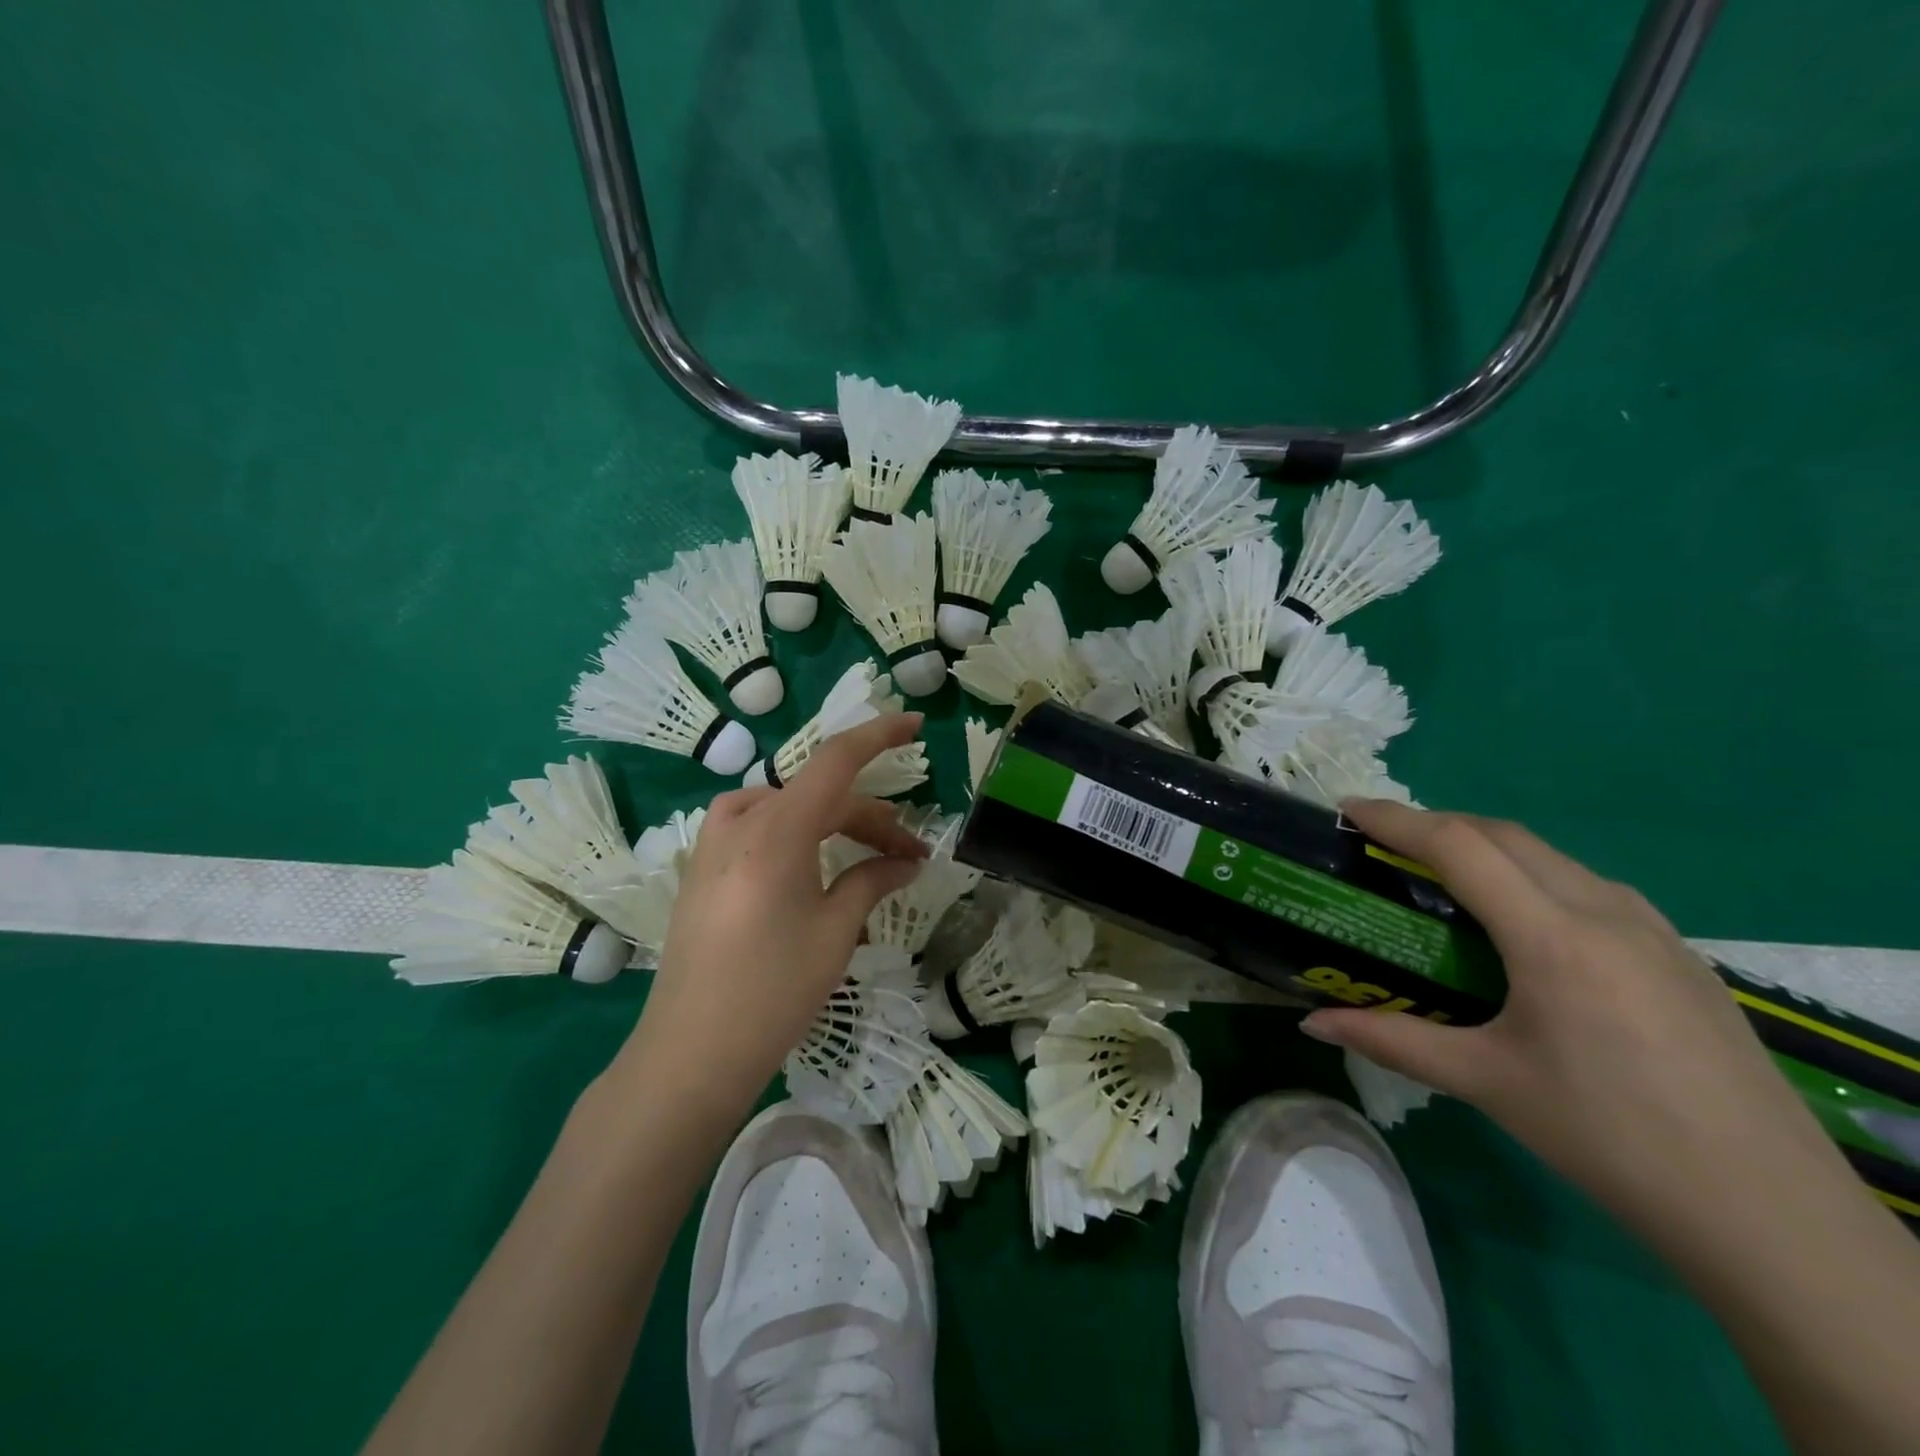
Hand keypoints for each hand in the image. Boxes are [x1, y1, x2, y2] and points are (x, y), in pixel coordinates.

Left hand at [615, 713, 928, 1115]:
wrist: (689, 1053)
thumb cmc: (772, 990)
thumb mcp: (836, 931)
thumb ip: (873, 880)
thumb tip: (906, 862)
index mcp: (776, 829)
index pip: (836, 760)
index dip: (879, 735)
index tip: (915, 723)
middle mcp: (741, 821)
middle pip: (819, 794)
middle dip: (871, 818)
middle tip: (910, 854)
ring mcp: (714, 843)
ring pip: (789, 808)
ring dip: (834, 825)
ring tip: (870, 859)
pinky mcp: (703, 867)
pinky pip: (760, 827)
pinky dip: (800, 835)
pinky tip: (816, 865)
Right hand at [1302, 799, 1847, 1250]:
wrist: (1770, 1212)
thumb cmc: (1609, 1138)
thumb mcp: (1487, 1083)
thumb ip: (1392, 1040)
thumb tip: (1311, 1023)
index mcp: (1553, 938)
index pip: (1459, 847)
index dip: (1398, 820)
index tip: (1349, 809)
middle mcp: (1605, 913)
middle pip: (1504, 835)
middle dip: (1436, 824)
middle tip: (1383, 842)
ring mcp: (1653, 929)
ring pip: (1550, 855)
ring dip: (1486, 845)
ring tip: (1441, 874)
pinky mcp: (1679, 953)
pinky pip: (1588, 885)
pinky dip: (1532, 873)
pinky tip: (1521, 919)